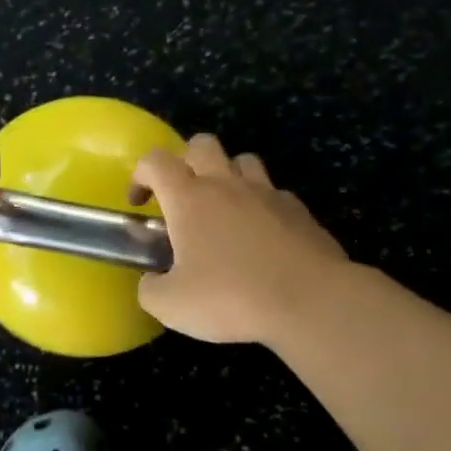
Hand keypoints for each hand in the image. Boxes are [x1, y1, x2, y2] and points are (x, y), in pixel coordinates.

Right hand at [130, 133, 349, 344]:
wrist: (310, 302)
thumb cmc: (231, 298)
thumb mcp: (171, 306)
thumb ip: (150, 289)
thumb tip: (151, 282)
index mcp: (189, 198)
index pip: (155, 161)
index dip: (140, 175)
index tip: (140, 203)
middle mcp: (226, 185)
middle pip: (201, 144)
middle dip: (185, 161)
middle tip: (182, 197)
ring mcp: (267, 193)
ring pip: (242, 160)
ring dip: (227, 175)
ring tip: (223, 209)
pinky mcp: (299, 210)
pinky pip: (274, 192)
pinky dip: (261, 204)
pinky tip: (261, 234)